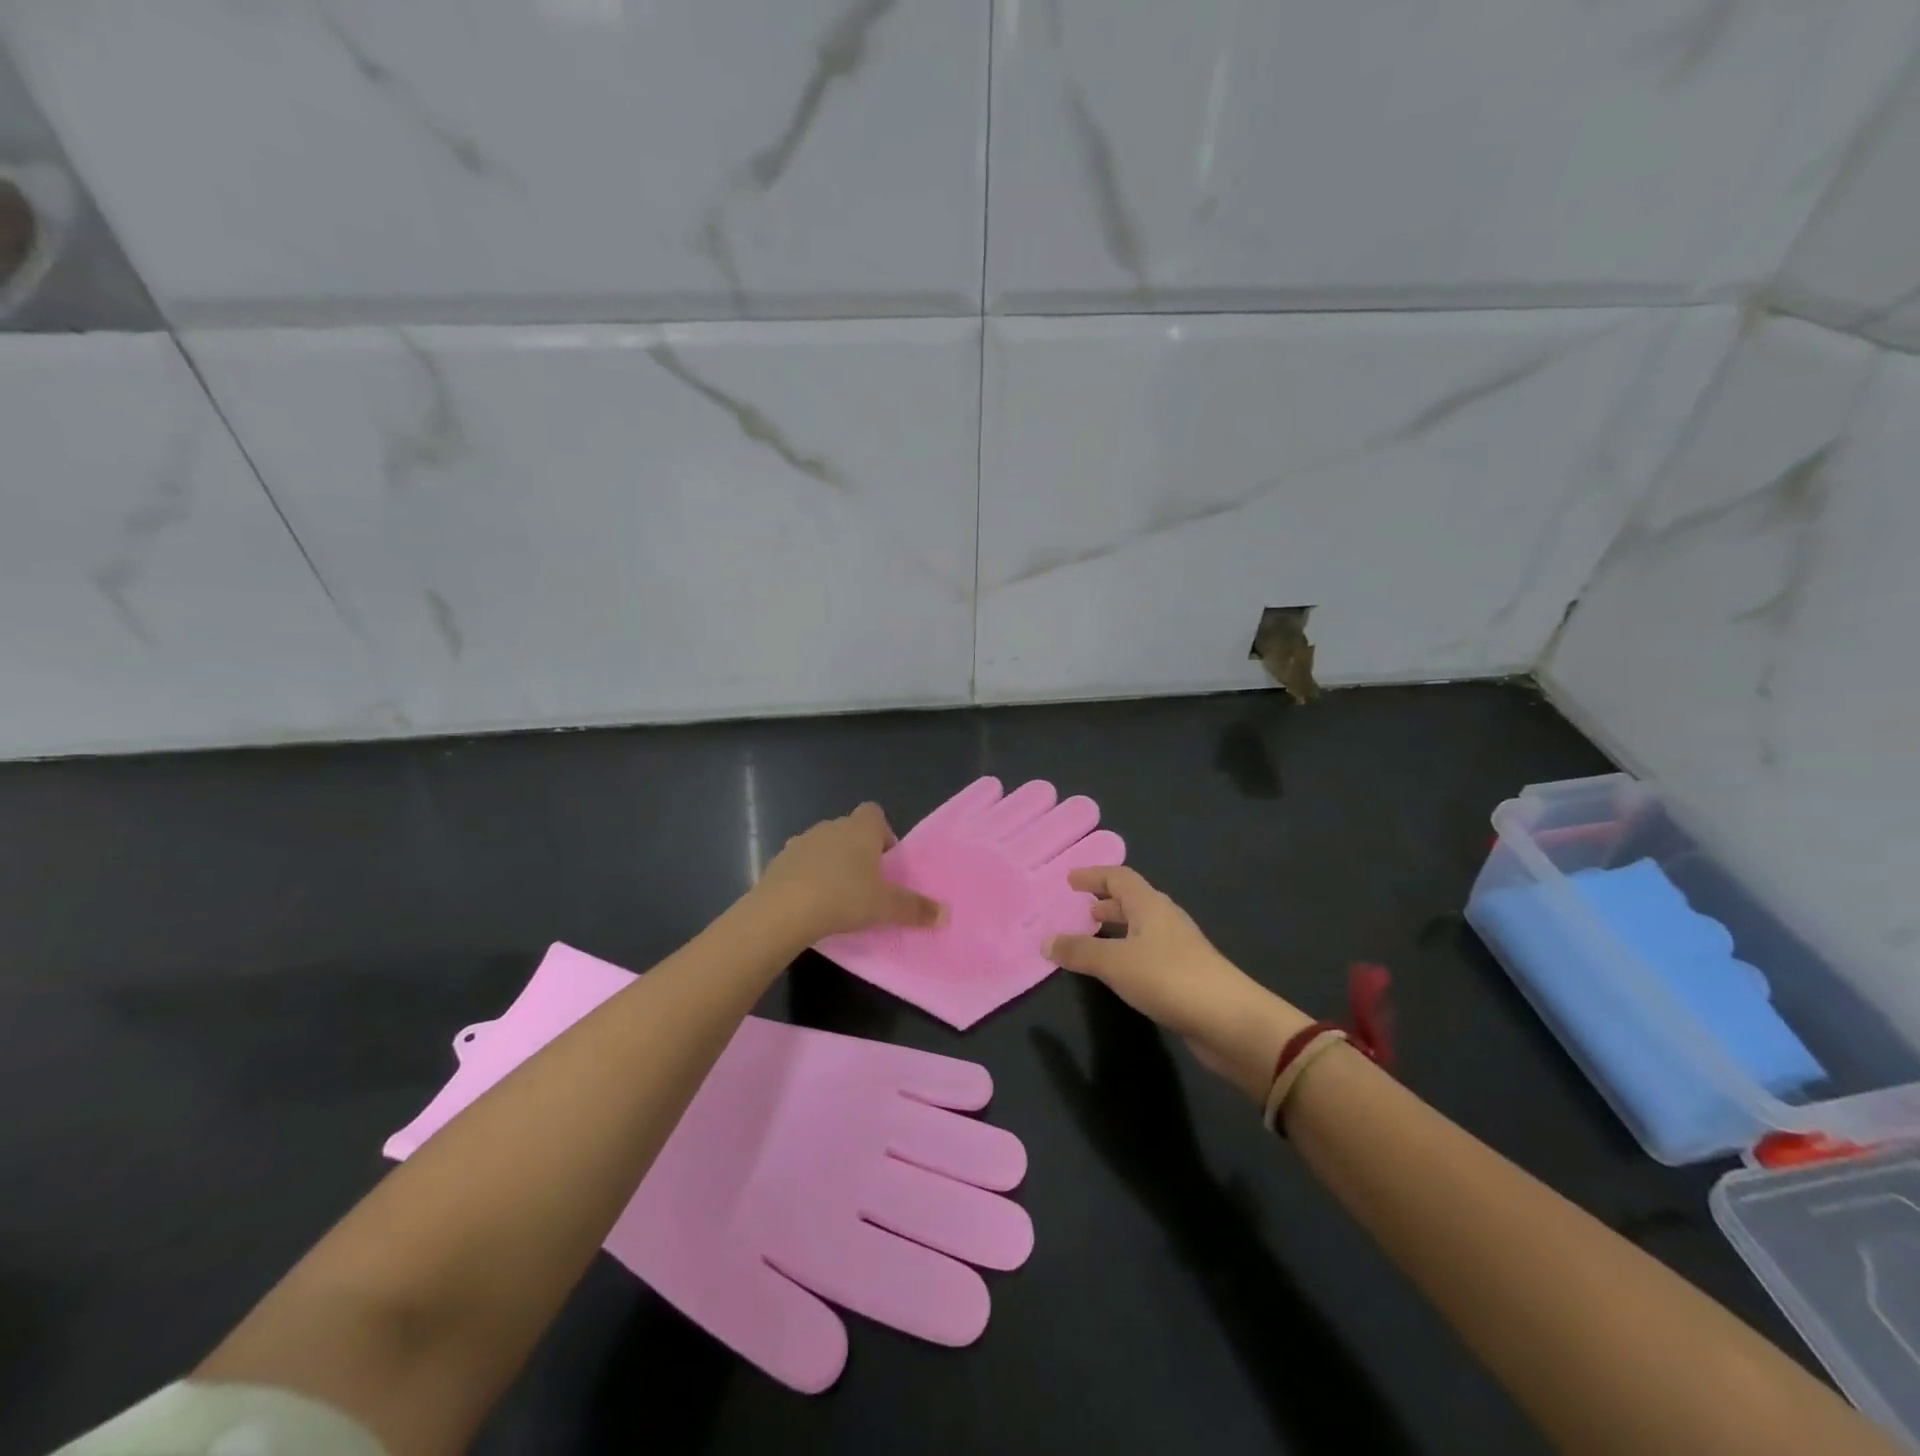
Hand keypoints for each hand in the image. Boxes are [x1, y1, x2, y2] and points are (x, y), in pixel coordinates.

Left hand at [753, 803, 944, 943]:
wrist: (784, 909)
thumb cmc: (844, 897)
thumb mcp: (886, 907)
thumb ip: (915, 908)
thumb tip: (946, 915)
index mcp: (860, 829)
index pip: (874, 813)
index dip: (882, 834)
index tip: (885, 862)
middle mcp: (831, 826)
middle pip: (849, 830)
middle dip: (858, 851)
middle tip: (865, 884)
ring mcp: (802, 841)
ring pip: (823, 845)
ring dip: (831, 862)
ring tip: (836, 895)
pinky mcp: (779, 860)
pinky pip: (800, 863)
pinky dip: (807, 876)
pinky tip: (810, 902)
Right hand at [1045, 866, 1309, 1103]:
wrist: (1230, 1022)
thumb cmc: (1169, 978)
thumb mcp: (1115, 963)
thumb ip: (1079, 951)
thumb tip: (1045, 941)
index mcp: (1150, 905)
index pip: (1119, 877)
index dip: (1094, 875)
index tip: (1070, 880)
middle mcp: (1165, 919)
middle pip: (1133, 900)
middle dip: (1106, 901)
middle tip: (1080, 908)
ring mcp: (1178, 948)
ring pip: (1141, 928)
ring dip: (1117, 927)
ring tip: (1092, 937)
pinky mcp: (1185, 975)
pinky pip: (1147, 952)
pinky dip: (1127, 952)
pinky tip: (1117, 971)